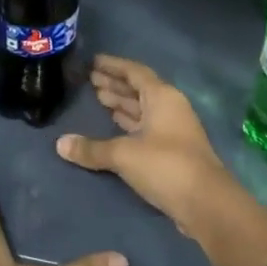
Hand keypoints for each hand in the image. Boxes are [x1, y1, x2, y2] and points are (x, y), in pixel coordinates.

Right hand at [56, 54, 244, 240]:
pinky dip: (128, 125)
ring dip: (122, 104)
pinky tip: (113, 126)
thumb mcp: (124, 155)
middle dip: (115, 84)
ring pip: (143, 110)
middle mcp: (170, 108)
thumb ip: (93, 149)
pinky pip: (145, 129)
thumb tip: (60, 144)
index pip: (135, 72)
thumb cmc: (166, 166)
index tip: (92, 61)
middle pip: (139, 90)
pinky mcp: (172, 153)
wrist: (206, 204)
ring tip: (98, 98)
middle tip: (89, 80)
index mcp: (162, 97)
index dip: (113, 66)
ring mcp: (173, 131)